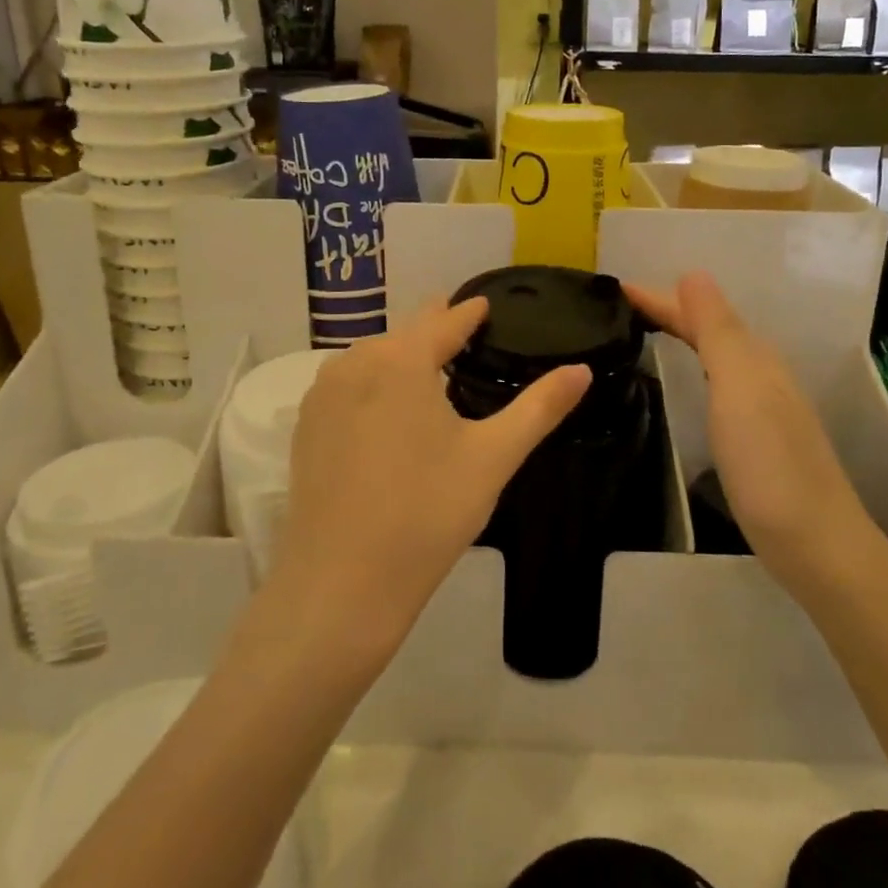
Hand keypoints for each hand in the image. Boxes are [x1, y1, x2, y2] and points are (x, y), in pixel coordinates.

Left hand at [275, 299, 590, 655]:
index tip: (484, 304)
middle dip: (434, 329)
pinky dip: (372, 383)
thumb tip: (582, 370)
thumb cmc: (427, 513)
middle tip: (462, 330)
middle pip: (404, 335)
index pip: (443, 321)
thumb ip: (539, 407)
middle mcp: (354, 364)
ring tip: (428, 365)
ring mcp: (322, 395)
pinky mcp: (305, 427)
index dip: (468, 312)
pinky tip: (385, 407)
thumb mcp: (493, 457)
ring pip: (371, 359)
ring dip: (401, 356)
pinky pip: (346, 386)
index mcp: (401, 360)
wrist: (342, 583)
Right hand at [625, 272, 864, 574]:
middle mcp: (760, 375)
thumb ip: (718, 330)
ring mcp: (761, 409)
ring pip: (713, 356)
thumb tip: (693, 273)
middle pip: (708, 330)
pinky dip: (693, 370)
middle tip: (618, 309)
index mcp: (753, 358)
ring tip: (642, 333)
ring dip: (681, 337)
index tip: (614, 289)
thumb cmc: (769, 464)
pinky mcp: (755, 440)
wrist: (815, 544)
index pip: (699, 313)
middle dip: (667, 312)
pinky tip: (682, 384)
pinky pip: (716, 385)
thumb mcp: (739, 387)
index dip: (659, 299)